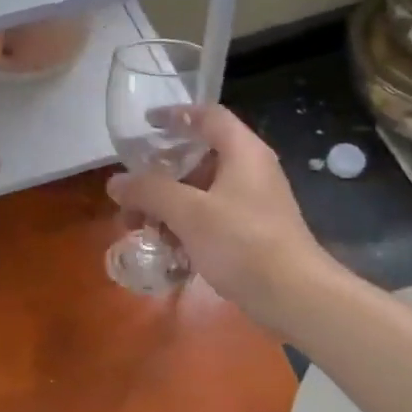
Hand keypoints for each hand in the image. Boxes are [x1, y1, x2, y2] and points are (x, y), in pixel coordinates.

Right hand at [107, 105, 327, 325]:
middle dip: (160, 175)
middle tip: (132, 191)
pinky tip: (166, 249)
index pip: (208, 116)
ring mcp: (253, 203)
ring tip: (138, 227)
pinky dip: (186, 227)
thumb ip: (149, 191)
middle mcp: (250, 170)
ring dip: (168, 206)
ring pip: (201, 192)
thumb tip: (115, 182)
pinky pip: (211, 218)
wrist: (296, 296)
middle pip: (199, 158)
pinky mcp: (252, 233)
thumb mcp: (189, 213)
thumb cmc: (242, 243)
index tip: (146, 124)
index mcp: (242, 152)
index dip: (176, 114)